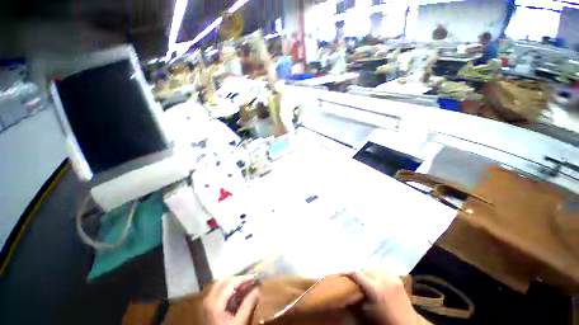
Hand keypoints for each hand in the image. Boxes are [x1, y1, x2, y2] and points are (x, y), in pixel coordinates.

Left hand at [203, 276, 260, 324]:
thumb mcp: (239, 322)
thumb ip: (248, 305)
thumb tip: (258, 290)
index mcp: (215, 304)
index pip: (230, 283)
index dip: (243, 279)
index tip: (254, 277)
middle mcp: (208, 300)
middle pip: (224, 281)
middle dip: (237, 279)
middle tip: (249, 281)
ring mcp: (207, 302)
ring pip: (220, 284)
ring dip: (233, 283)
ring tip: (244, 286)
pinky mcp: (208, 305)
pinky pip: (218, 290)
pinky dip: (228, 288)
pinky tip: (236, 292)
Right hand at [350, 271, 424, 324]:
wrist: (407, 323)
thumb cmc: (385, 319)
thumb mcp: (368, 310)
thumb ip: (359, 296)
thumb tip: (350, 287)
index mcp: (375, 289)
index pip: (357, 274)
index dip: (348, 272)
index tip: (342, 272)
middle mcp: (382, 279)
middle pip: (365, 269)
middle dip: (359, 273)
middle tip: (355, 278)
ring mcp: (391, 277)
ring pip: (374, 268)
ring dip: (368, 272)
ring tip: (366, 278)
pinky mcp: (396, 278)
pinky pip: (383, 269)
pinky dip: (378, 272)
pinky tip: (377, 277)